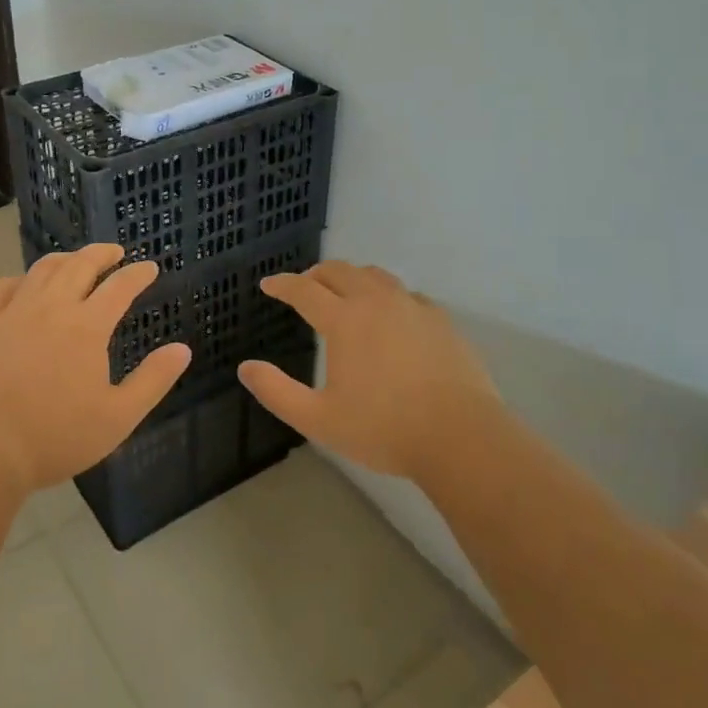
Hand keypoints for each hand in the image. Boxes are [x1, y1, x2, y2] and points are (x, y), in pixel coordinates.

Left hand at [0, 244, 190, 493]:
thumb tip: (182, 349)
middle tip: (116, 252)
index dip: (138, 274)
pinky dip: (20, 278)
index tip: (150, 268)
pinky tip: (25, 285)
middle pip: (81, 265)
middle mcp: (52, 307)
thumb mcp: (118, 417)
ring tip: (76, 260)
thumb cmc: (57, 436)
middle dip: (102, 254)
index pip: (120, 286)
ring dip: (65, 259)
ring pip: (43, 269)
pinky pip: (2, 287)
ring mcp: (14, 312)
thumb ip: (153, 380)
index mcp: (87, 326)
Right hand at [238, 260, 497, 481]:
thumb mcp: (319, 419)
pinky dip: (386, 294)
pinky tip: (389, 314)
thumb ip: (277, 392)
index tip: (269, 284)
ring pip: (374, 275)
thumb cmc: (384, 429)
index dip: (282, 284)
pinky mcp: (440, 319)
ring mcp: (412, 306)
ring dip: (351, 277)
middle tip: (304, 286)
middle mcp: (376, 301)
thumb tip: (245, 368)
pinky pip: (405, 293)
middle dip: (315, 274)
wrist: (461, 436)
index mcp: (344, 320)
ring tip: (344, 292)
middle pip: (340, 271)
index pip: (304, 290)